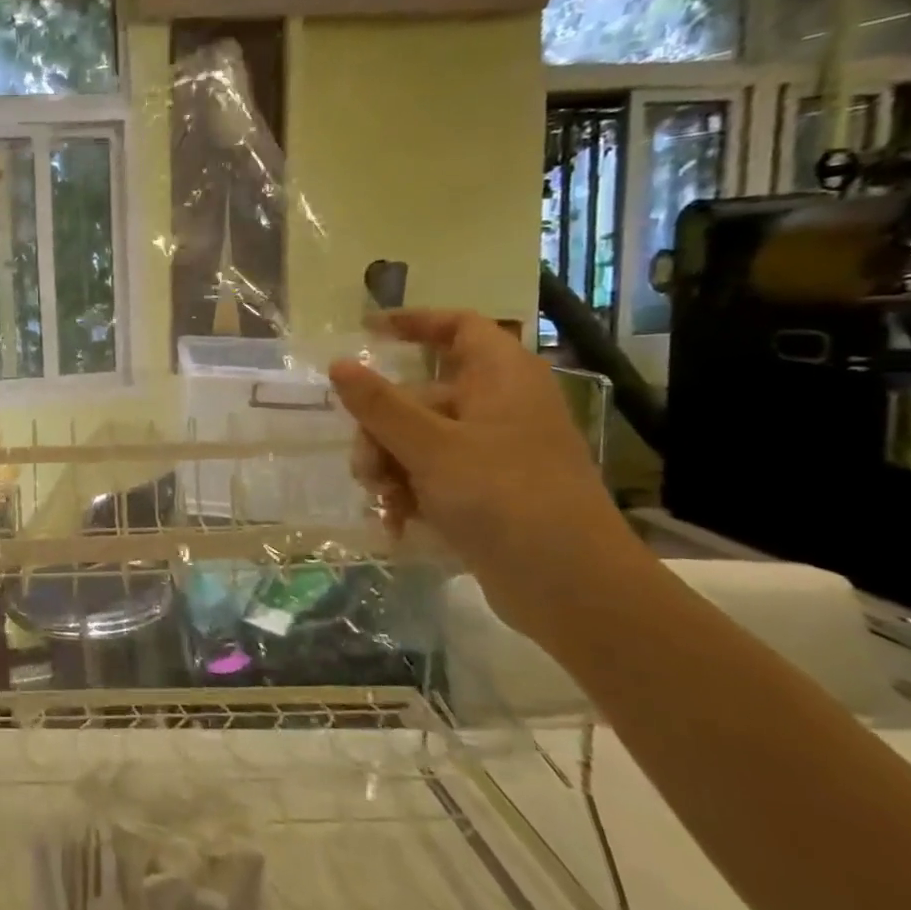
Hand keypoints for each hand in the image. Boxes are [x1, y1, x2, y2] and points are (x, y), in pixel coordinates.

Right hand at [328, 310, 645, 637]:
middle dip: (381, 431)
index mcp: (501, 379)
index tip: (366, 332)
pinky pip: (433, 476)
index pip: (458, 328)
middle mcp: (499, 407)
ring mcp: (495, 452)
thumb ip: (380, 405)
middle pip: (420, 397)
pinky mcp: (489, 492)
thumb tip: (339, 364)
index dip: (414, 323)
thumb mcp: (430, 447)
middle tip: (365, 468)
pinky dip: (410, 494)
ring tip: (384, 503)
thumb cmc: (503, 498)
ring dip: (390, 468)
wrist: (571, 586)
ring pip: (419, 441)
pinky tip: (396, 523)